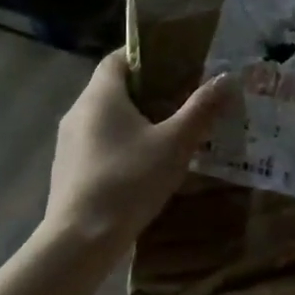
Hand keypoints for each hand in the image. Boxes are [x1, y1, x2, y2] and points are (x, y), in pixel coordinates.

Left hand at [43, 51, 231, 256]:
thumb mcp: (174, 144)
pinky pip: (97, 142)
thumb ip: (201, 109)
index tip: (174, 62)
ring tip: (167, 131)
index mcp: (100, 95)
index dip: (145, 54)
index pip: (118, 57)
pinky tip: (142, 164)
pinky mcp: (67, 168)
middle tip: (181, 98)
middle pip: (112, 87)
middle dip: (146, 89)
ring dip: (133, 119)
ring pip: (104, 117)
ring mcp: (68, 142)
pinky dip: (119, 143)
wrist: (79, 240)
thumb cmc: (128, 181)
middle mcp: (78, 110)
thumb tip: (227, 78)